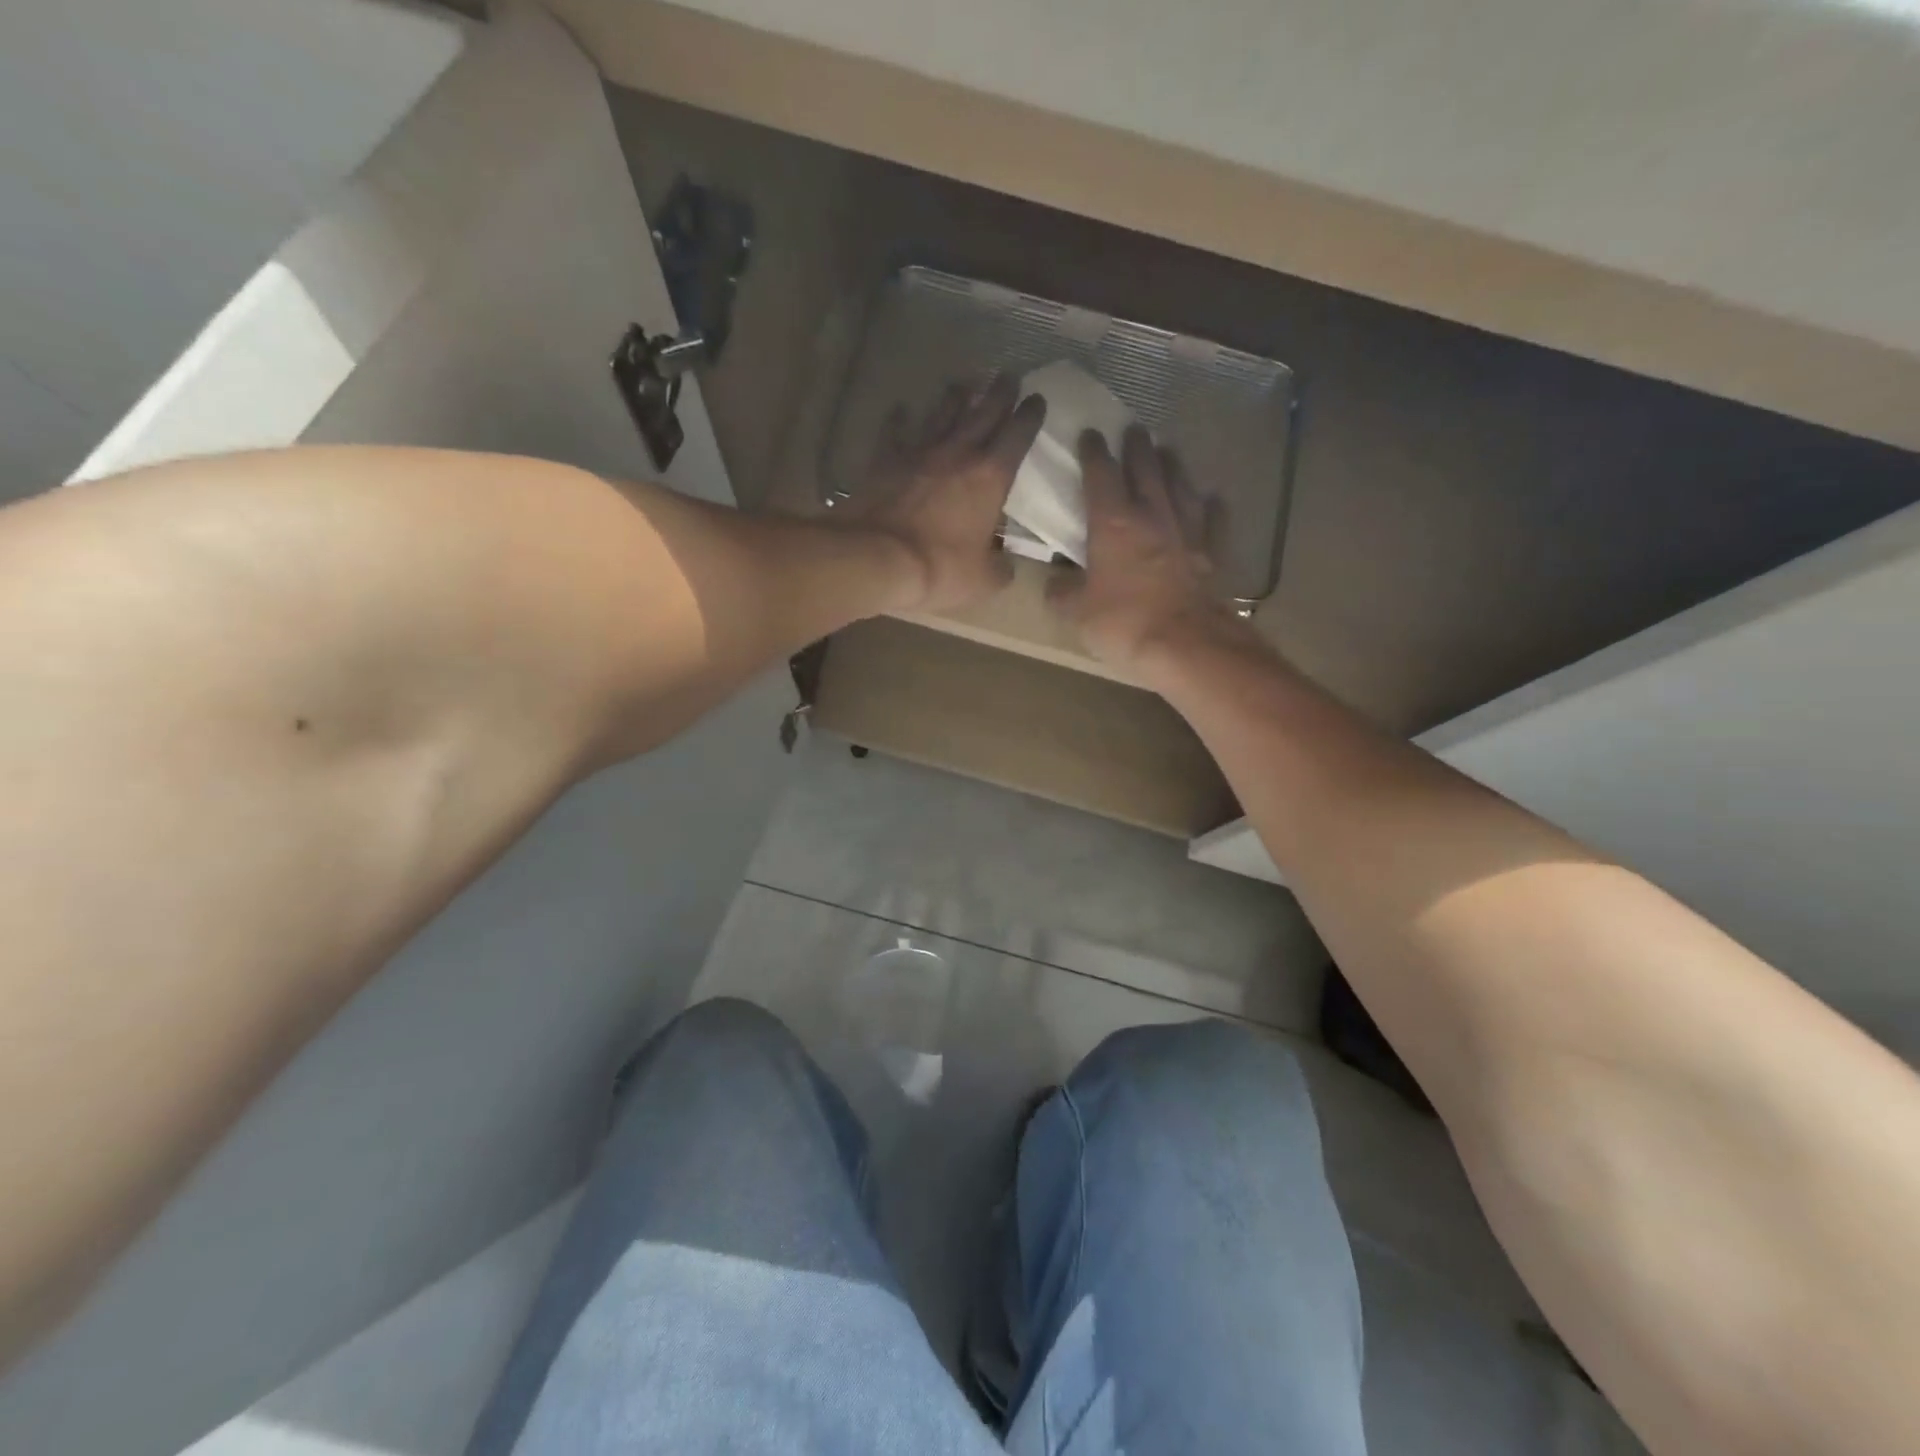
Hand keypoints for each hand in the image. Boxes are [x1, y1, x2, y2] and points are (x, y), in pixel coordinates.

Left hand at [844, 375, 1045, 613]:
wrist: (876, 557)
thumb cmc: (939, 568)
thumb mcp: (983, 580)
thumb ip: (1000, 569)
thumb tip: (1006, 566)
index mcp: (990, 477)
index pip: (1018, 436)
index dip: (1030, 416)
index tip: (1038, 399)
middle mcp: (957, 454)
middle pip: (983, 413)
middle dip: (1000, 393)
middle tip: (1009, 375)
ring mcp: (918, 453)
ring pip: (942, 414)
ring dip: (956, 396)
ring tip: (965, 381)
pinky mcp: (885, 461)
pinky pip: (894, 432)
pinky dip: (899, 419)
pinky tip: (901, 408)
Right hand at [1048, 427, 1256, 671]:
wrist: (1187, 644)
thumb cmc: (1124, 622)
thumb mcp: (1077, 612)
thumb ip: (1063, 592)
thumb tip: (1055, 582)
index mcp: (1113, 522)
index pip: (1100, 474)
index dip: (1093, 452)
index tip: (1089, 434)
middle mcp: (1152, 515)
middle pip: (1145, 469)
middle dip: (1136, 447)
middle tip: (1133, 429)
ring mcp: (1187, 531)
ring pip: (1180, 486)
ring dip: (1172, 466)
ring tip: (1168, 451)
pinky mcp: (1212, 553)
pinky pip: (1213, 521)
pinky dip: (1211, 507)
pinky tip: (1212, 499)